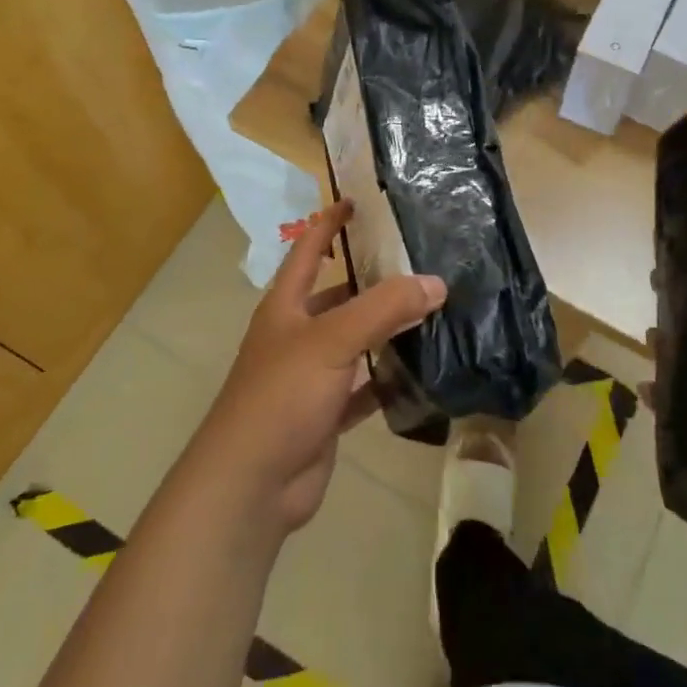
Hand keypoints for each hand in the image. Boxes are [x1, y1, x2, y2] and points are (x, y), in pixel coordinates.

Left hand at [193, 200, 445, 535]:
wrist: (251, 484)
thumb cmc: (281, 396)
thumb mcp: (331, 340)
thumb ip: (383, 308)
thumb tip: (435, 282)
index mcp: (286, 307)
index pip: (307, 250)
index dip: (329, 223)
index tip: (358, 201)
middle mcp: (296, 335)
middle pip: (336, 296)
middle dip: (370, 279)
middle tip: (418, 263)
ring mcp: (310, 377)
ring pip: (353, 342)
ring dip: (384, 330)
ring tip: (430, 311)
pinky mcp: (324, 414)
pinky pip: (362, 388)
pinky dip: (386, 379)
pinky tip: (418, 371)